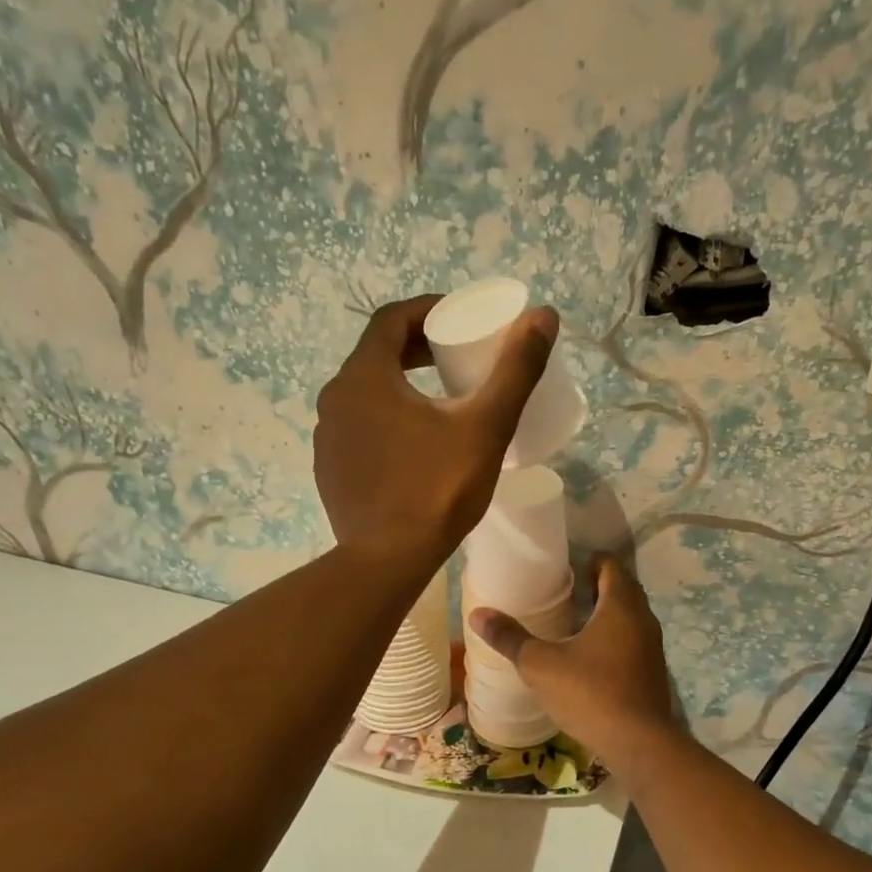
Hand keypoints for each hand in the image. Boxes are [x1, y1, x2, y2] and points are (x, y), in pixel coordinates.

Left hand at [315, 295, 556, 579]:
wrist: (388, 560)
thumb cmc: (437, 488)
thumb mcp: (485, 426)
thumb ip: (515, 370)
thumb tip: (544, 316)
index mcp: (365, 376)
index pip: (392, 319)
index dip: (428, 310)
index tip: (459, 320)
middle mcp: (335, 398)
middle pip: (377, 355)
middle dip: (417, 349)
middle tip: (455, 359)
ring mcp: (327, 437)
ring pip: (366, 394)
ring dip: (400, 386)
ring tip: (440, 403)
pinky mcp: (330, 470)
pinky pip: (358, 429)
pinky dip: (385, 421)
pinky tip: (414, 447)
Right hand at [470, 557, 677, 770]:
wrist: (639, 744)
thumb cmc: (590, 693)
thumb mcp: (541, 665)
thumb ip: (510, 638)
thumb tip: (478, 614)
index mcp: (620, 606)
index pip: (610, 565)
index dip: (589, 560)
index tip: (563, 567)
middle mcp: (642, 619)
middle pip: (622, 589)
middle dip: (595, 586)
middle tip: (562, 591)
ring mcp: (651, 647)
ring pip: (628, 617)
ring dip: (605, 614)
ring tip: (570, 622)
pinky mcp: (651, 672)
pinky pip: (631, 642)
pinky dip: (612, 639)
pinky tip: (587, 657)